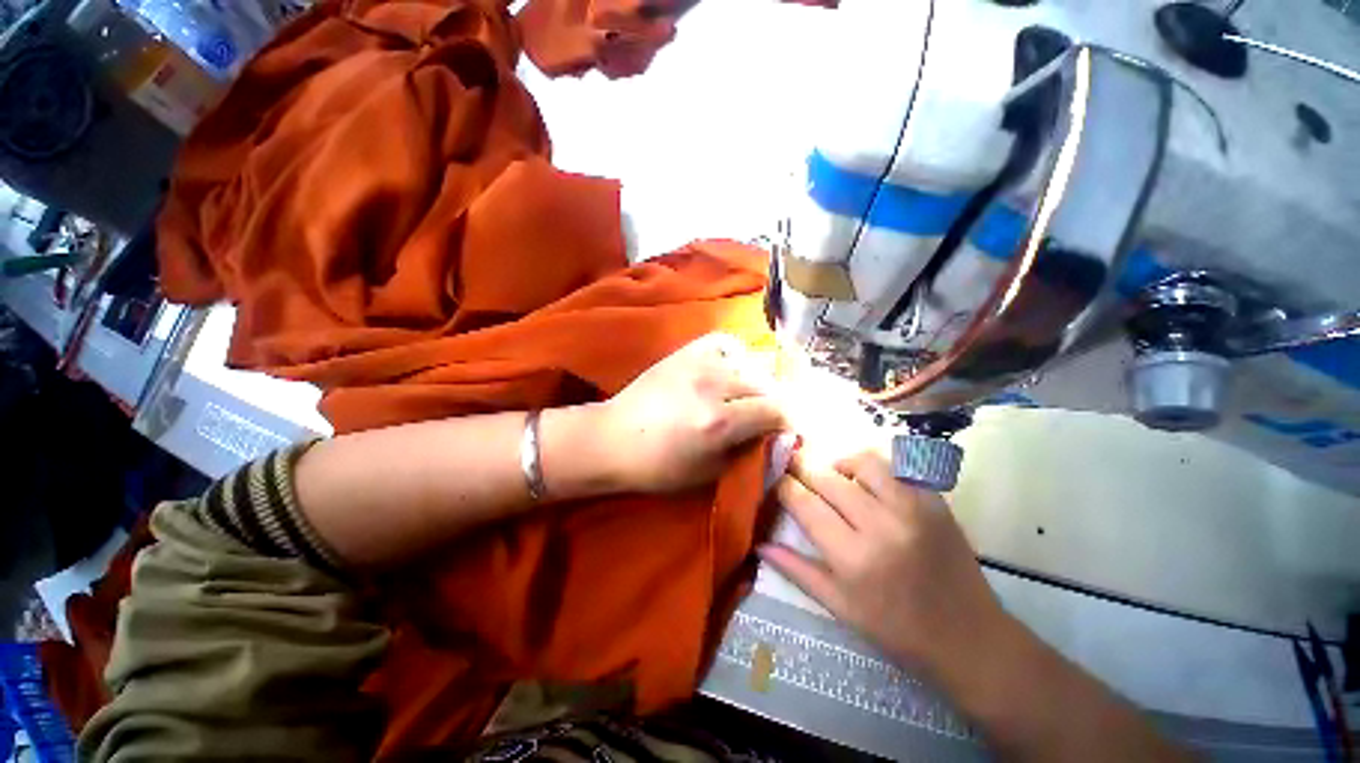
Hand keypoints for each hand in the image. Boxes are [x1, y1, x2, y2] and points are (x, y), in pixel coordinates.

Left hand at [595, 333, 787, 493]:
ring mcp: (698, 363)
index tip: (782, 431)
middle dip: (770, 404)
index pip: (776, 411)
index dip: (785, 422)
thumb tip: (775, 439)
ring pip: (748, 365)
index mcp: (719, 421)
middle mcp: (714, 386)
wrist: (612, 438)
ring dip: (753, 383)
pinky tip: (728, 370)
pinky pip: (723, 343)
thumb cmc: (657, 466)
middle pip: (765, 386)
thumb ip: (747, 454)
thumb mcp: (707, 474)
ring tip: (742, 398)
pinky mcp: (684, 352)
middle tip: (760, 419)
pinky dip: (733, 355)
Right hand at [761, 451, 1012, 680]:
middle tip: (793, 467)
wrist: (969, 638)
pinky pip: (896, 466)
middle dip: (803, 467)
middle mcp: (881, 525)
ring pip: (862, 461)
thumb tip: (759, 543)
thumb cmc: (896, 630)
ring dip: (839, 463)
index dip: (783, 485)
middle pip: (827, 478)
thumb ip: (796, 570)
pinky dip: (874, 466)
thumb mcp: (839, 608)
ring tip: (834, 475)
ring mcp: (913, 508)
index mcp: (853, 558)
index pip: (804, 503)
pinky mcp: (935, 501)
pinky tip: (867, 481)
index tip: (774, 479)